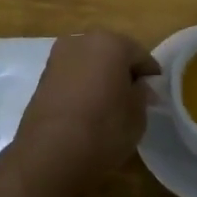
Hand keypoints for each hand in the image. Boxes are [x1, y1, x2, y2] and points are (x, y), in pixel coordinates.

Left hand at [12, 31, 160, 184]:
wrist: (50, 154)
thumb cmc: (104, 129)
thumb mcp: (137, 116)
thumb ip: (141, 95)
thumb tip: (139, 87)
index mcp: (110, 43)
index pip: (140, 55)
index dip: (150, 75)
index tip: (155, 93)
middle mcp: (81, 42)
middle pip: (111, 53)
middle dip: (122, 72)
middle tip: (132, 97)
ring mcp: (57, 58)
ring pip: (89, 64)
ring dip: (100, 78)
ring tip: (108, 105)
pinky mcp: (41, 78)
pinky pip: (71, 77)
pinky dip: (82, 87)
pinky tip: (87, 109)